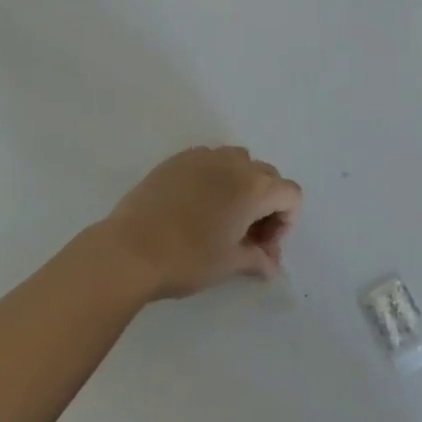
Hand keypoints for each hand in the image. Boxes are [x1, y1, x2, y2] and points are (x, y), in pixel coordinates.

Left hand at [96, 146, 302, 300]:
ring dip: (240, 186)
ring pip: (237, 162)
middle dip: (266, 205)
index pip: (291, 194)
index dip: (285, 223)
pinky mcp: (176, 159)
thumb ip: (257, 258)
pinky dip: (213, 178)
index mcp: (253, 186)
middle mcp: (232, 162)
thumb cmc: (188, 258)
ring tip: (222, 218)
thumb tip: (271, 265)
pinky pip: (208, 161)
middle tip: (247, 238)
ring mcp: (202, 156)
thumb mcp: (229, 263)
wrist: (131, 248)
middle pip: (267, 175)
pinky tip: (195, 207)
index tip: (263, 248)